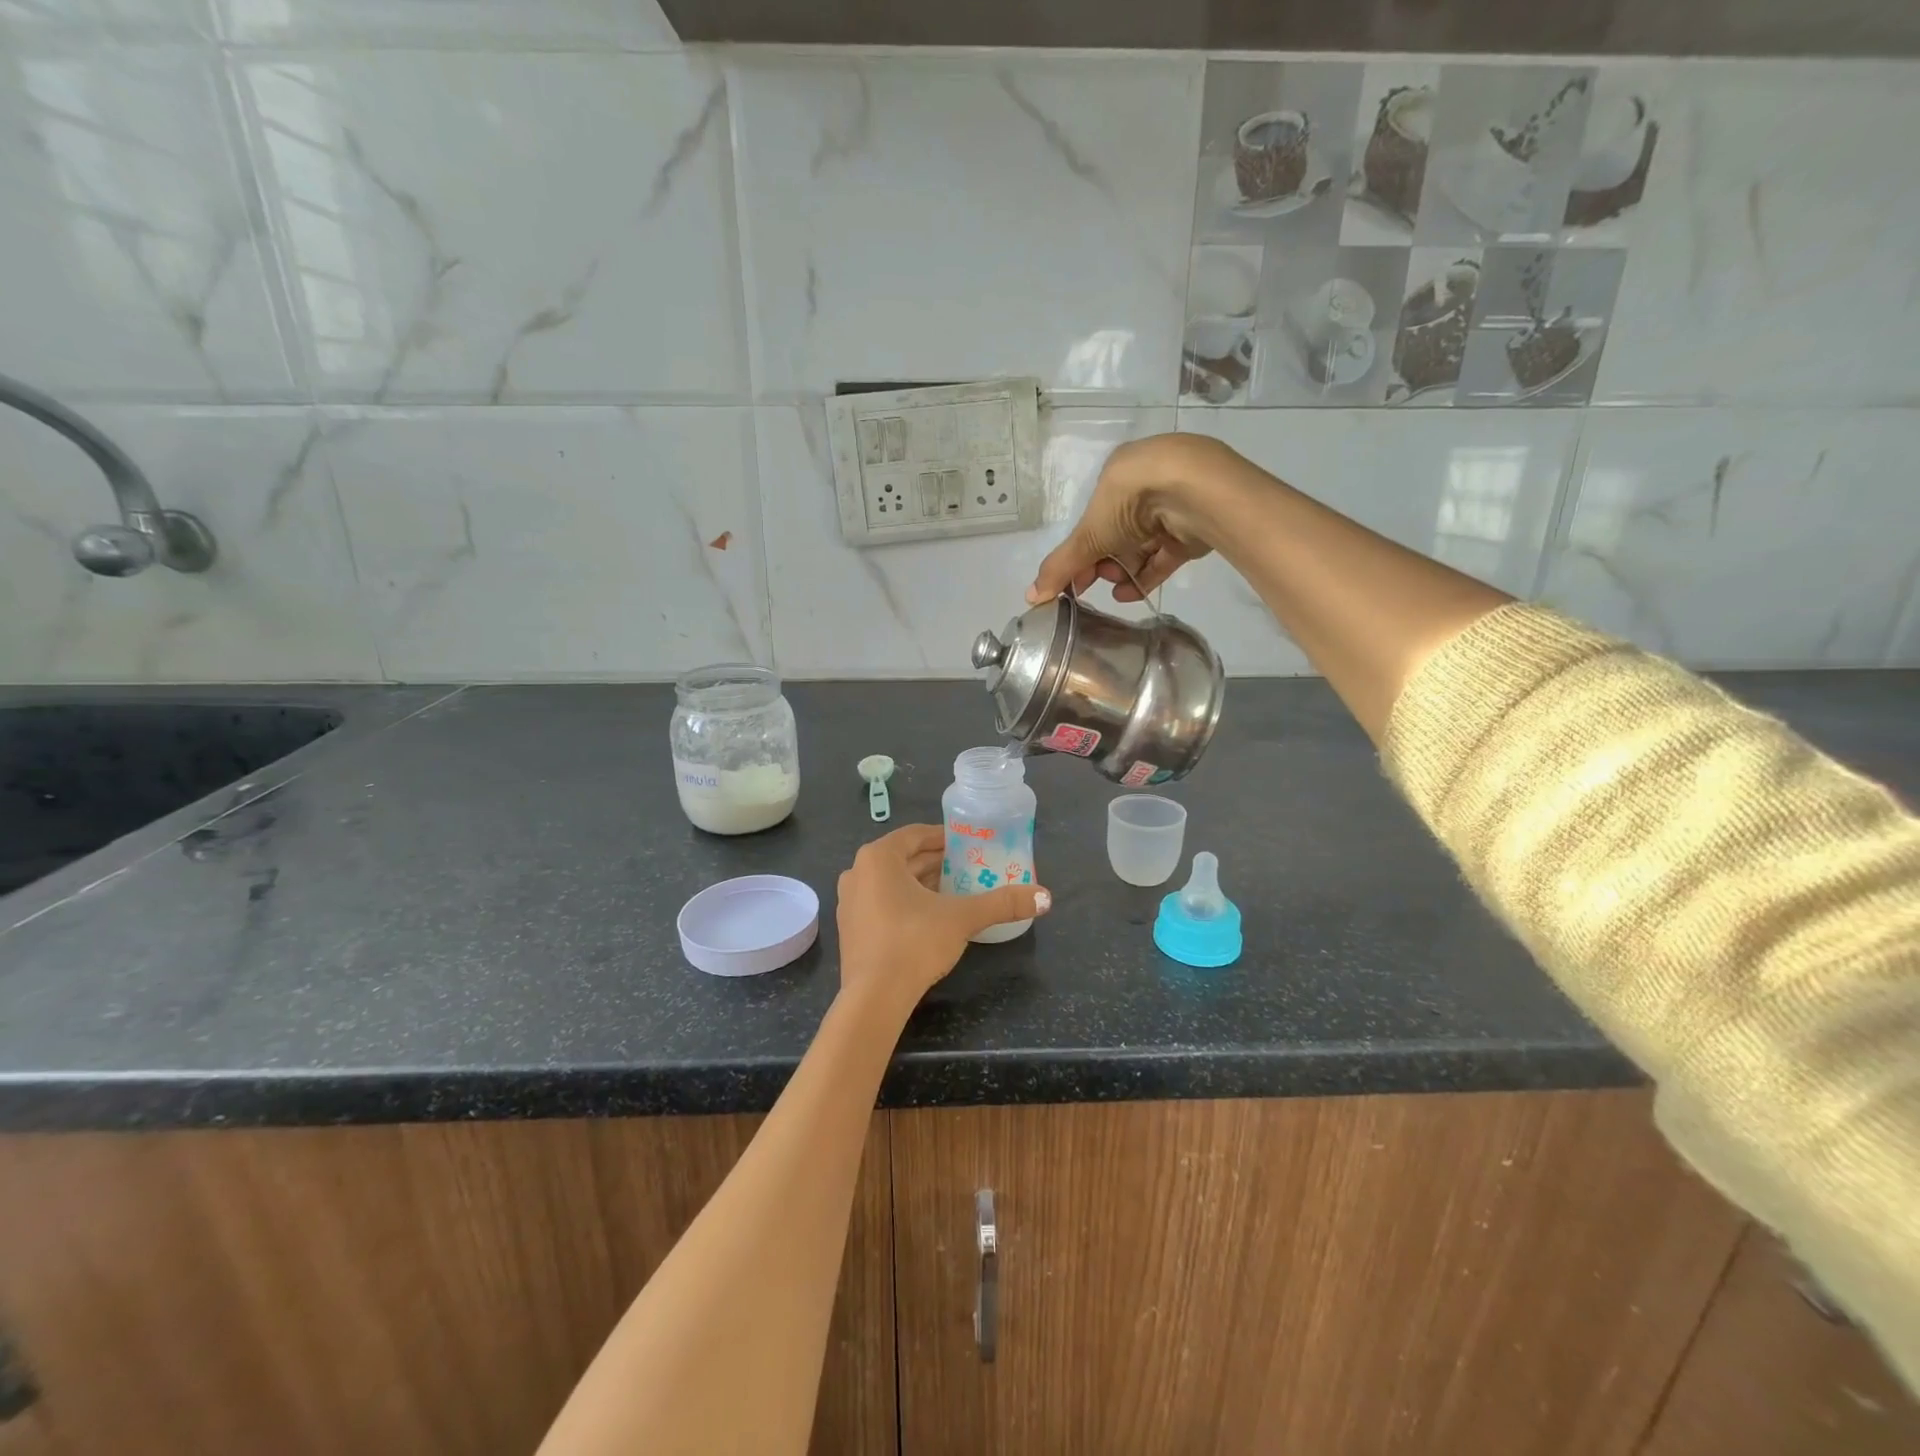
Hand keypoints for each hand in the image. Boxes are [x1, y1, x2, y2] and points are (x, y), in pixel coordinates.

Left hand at [835, 825, 1050, 1014]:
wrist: (875, 997)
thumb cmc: (914, 941)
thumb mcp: (962, 918)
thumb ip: (1002, 903)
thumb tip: (1045, 897)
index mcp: (878, 857)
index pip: (915, 835)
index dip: (943, 837)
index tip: (968, 843)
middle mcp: (857, 872)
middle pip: (903, 858)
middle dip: (936, 862)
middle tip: (968, 866)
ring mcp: (850, 902)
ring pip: (892, 882)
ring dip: (921, 882)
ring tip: (955, 889)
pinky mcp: (851, 929)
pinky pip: (881, 902)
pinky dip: (905, 902)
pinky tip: (931, 916)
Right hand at [1030, 433, 1263, 604]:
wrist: (1194, 491)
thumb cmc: (1131, 500)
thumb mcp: (1088, 534)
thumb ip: (1060, 567)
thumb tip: (1030, 598)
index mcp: (1118, 476)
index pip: (1094, 519)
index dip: (1080, 551)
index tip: (1073, 580)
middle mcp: (1145, 487)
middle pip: (1117, 535)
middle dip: (1102, 563)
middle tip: (1093, 584)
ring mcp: (1172, 507)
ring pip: (1141, 546)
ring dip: (1123, 571)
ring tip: (1115, 588)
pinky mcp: (1193, 528)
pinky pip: (1165, 555)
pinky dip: (1147, 575)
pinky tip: (1130, 594)